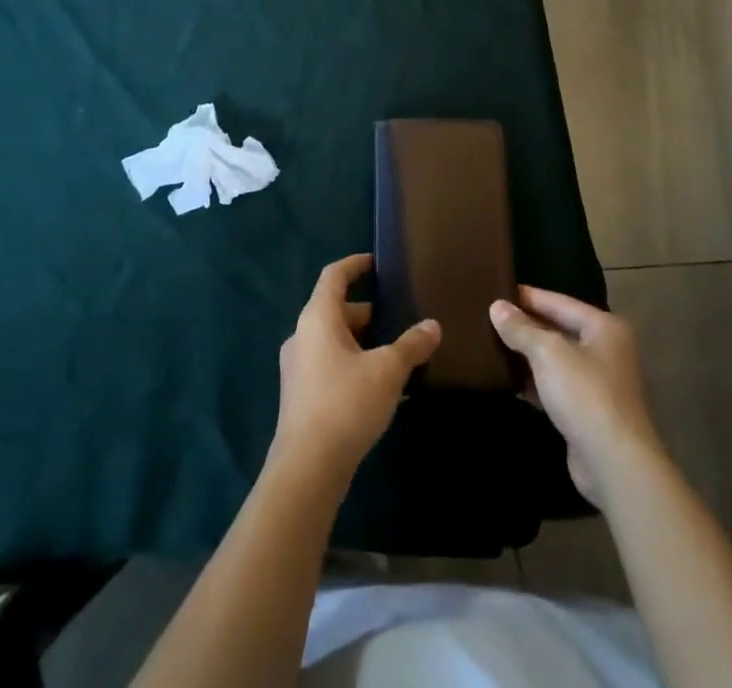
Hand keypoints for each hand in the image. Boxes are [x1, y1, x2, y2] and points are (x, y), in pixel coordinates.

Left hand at [272, 254, 440, 488]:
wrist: (307, 469)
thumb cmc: (346, 404)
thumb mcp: (388, 370)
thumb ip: (412, 345)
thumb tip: (433, 326)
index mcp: (317, 318)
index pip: (334, 276)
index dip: (355, 265)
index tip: (375, 262)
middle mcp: (302, 336)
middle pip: (336, 310)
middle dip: (368, 313)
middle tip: (399, 317)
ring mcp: (298, 368)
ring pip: (334, 341)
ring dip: (362, 343)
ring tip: (396, 354)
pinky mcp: (301, 396)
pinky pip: (330, 366)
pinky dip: (354, 365)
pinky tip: (381, 388)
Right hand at [490, 287, 664, 506]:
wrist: (613, 463)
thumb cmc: (584, 394)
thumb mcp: (548, 353)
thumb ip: (521, 328)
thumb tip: (496, 306)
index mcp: (604, 327)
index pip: (559, 302)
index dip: (528, 296)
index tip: (496, 289)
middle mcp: (605, 350)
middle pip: (558, 329)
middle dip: (526, 325)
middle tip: (489, 316)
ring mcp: (597, 382)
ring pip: (555, 359)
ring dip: (527, 354)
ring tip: (491, 344)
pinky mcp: (587, 411)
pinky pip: (554, 385)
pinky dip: (533, 381)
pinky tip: (507, 379)